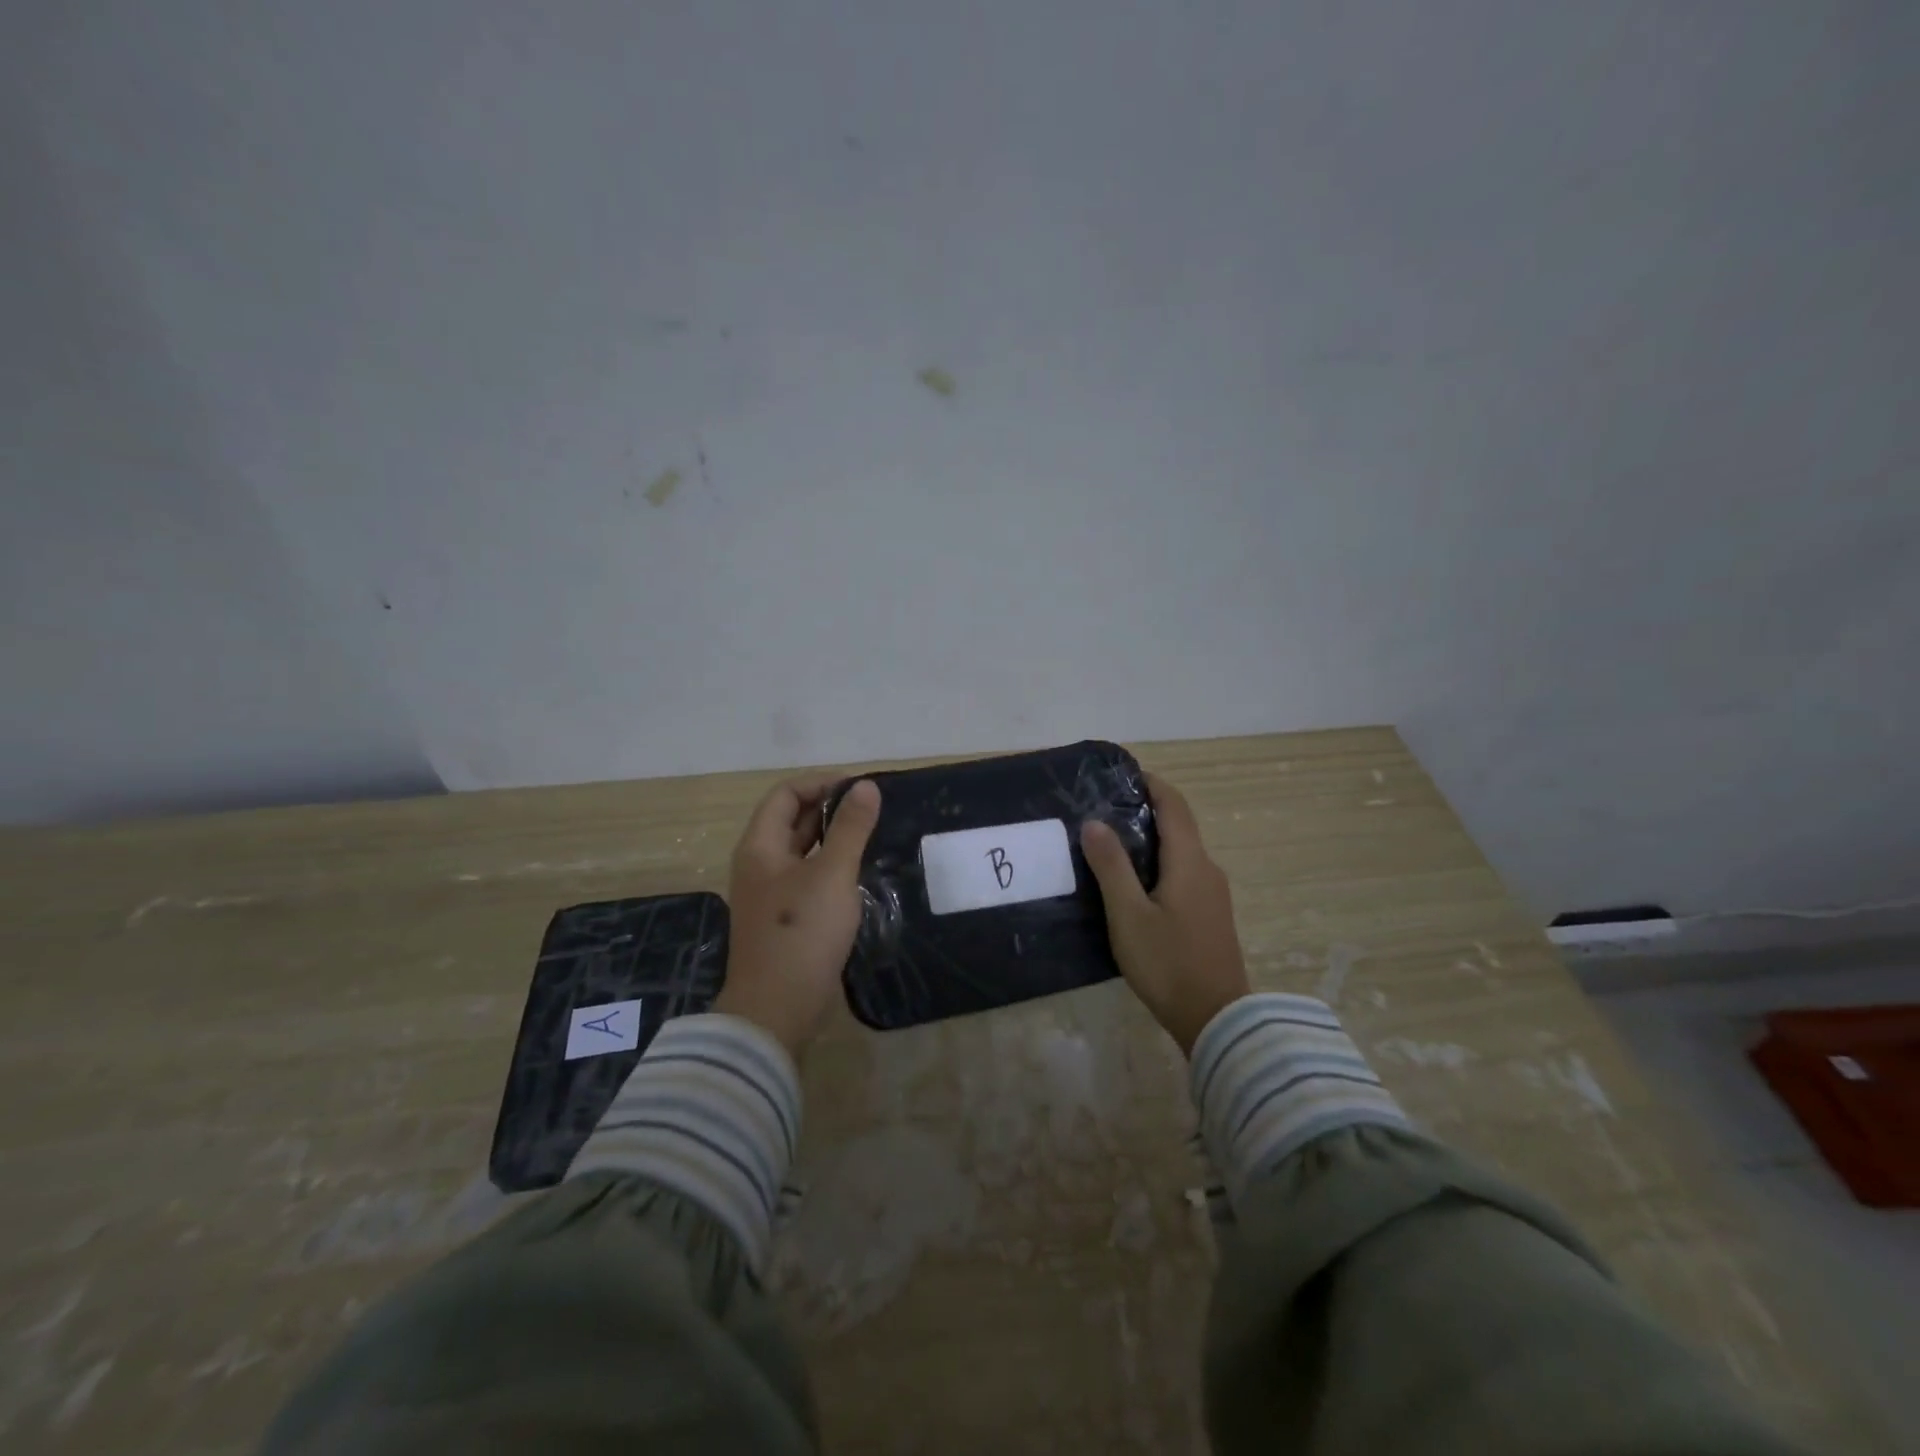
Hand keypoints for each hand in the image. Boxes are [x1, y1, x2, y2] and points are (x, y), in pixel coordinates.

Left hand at [714, 776, 880, 1058]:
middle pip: (792, 821)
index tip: (860, 789)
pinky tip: (861, 874)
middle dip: (831, 810)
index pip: (786, 794)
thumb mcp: (832, 873)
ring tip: (874, 836)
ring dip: (834, 839)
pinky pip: (809, 879)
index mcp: (760, 846)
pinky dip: (833, 868)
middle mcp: (760, 864)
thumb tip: (865, 785)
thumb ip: (851, 828)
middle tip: (874, 811)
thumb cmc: (802, 931)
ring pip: (803, 852)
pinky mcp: (785, 919)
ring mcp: (771, 894)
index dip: (821, 783)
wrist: (777, 1008)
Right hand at [1081, 771, 1249, 1054]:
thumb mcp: (1128, 915)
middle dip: (1147, 810)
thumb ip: (1111, 866)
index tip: (1122, 776)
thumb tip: (1095, 822)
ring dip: (1152, 839)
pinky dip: (1160, 863)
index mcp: (1191, 862)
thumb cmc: (1168, 963)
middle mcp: (1208, 869)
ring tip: (1111, 845)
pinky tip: (1135, 884)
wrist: (1218, 1020)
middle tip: (1104, 811)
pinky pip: (1185, 873)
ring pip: (1182, 852)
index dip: (1152, 784)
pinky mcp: (1211, 915)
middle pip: (1180, 826)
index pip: (1174, 805)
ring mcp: (1214, 894)